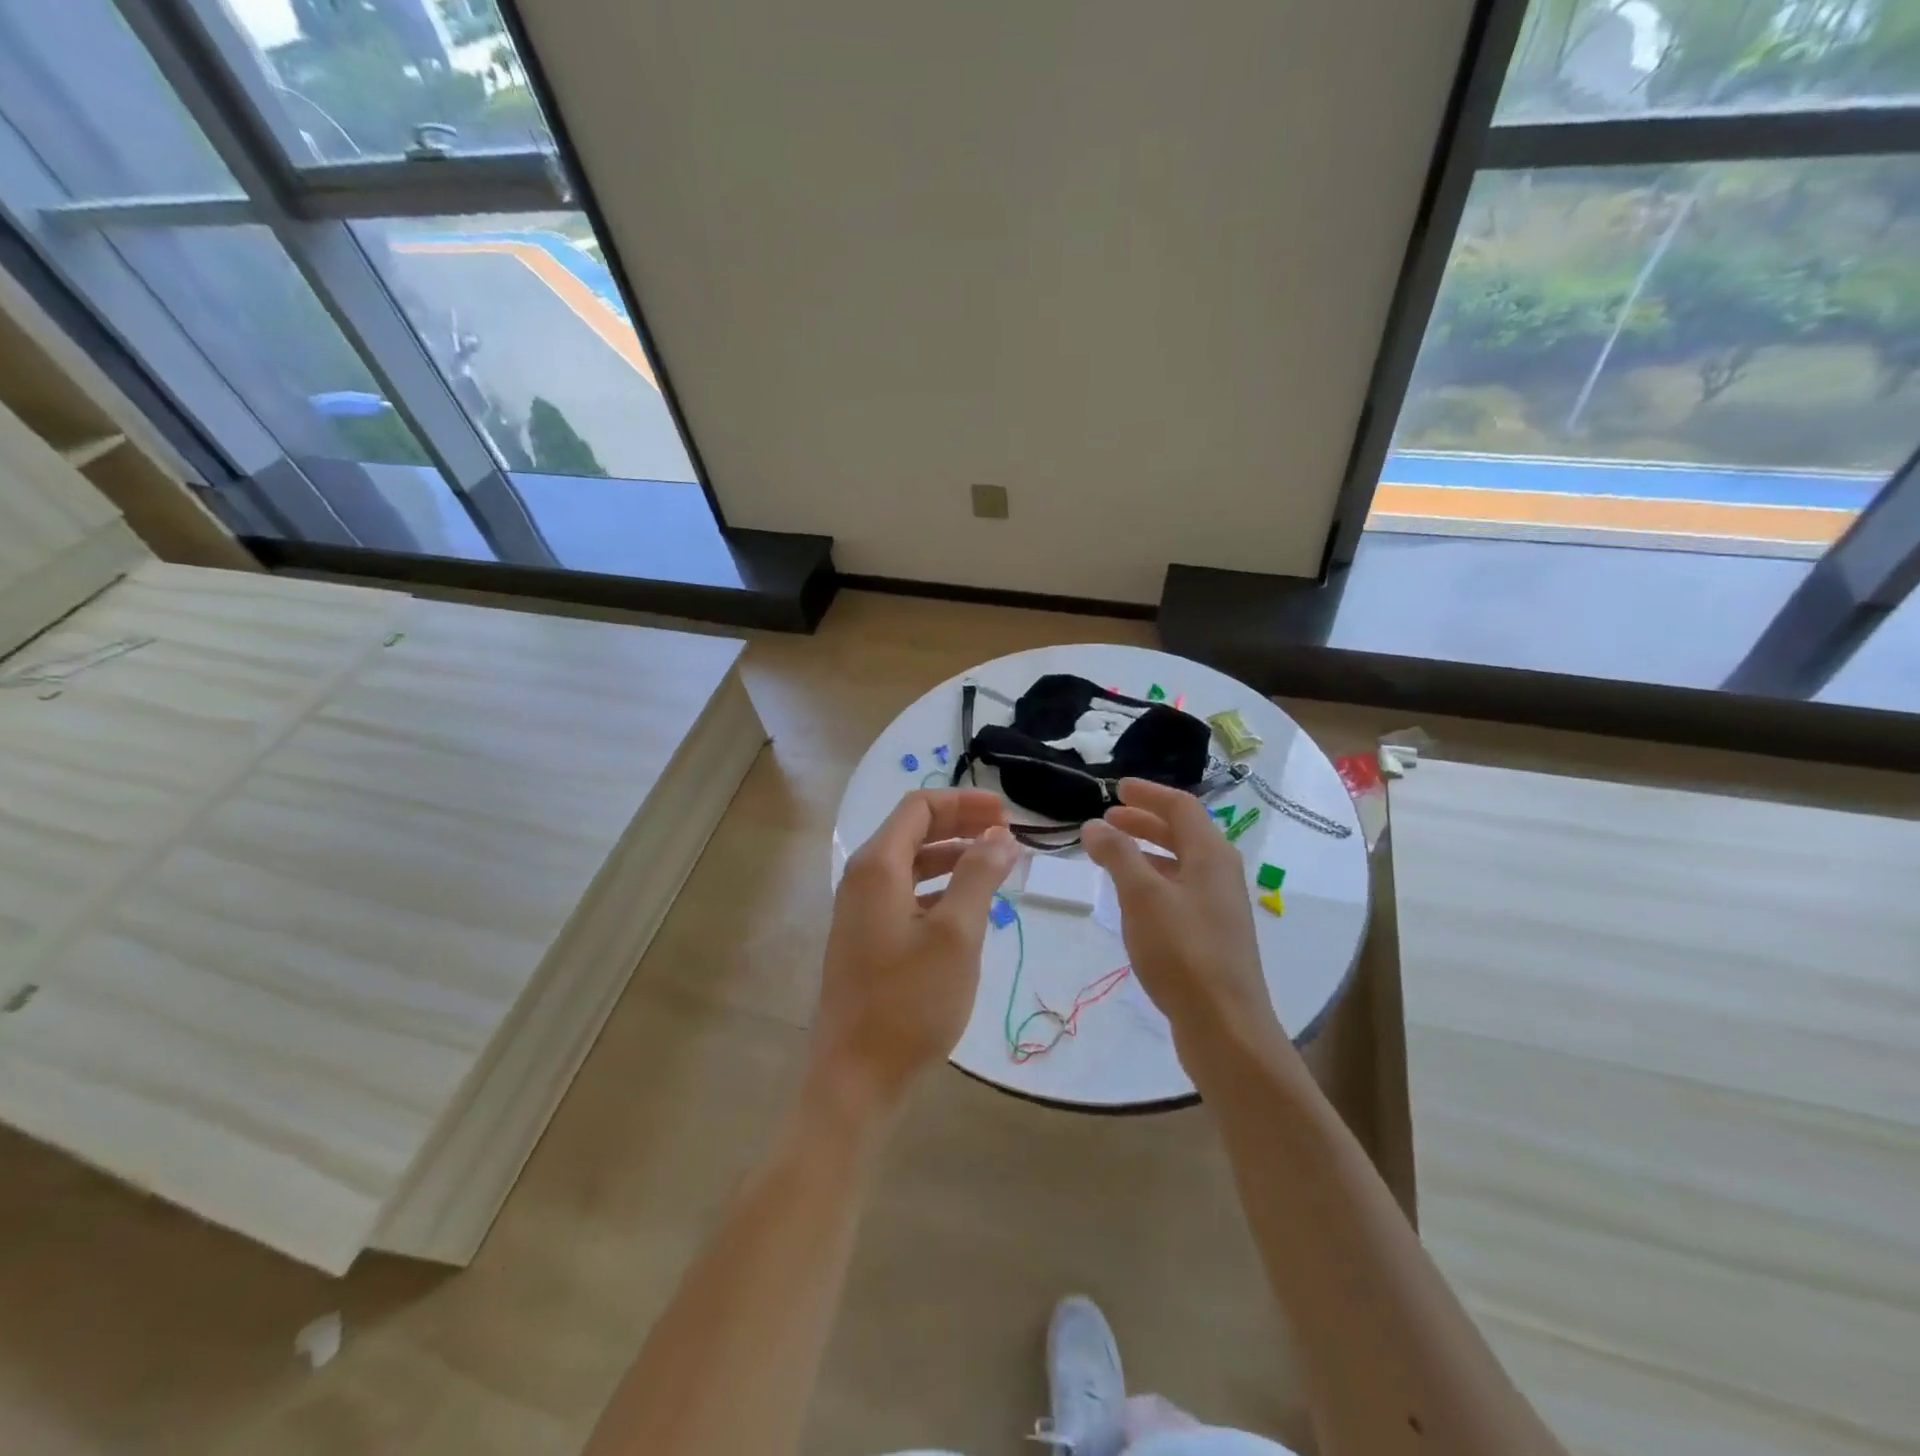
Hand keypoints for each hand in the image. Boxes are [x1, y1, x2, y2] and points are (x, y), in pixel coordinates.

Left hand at [812, 790, 1020, 1112]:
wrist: (857, 1078)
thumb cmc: (910, 1002)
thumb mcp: (956, 935)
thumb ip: (979, 876)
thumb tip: (1000, 835)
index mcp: (877, 866)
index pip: (918, 807)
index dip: (963, 802)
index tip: (1005, 812)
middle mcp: (862, 879)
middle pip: (913, 831)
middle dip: (961, 824)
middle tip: (1007, 832)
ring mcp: (861, 911)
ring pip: (911, 864)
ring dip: (953, 856)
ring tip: (997, 864)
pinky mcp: (868, 938)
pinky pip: (907, 894)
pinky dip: (940, 887)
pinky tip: (969, 905)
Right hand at [1082, 779, 1284, 1049]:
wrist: (1224, 1026)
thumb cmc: (1182, 951)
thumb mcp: (1142, 896)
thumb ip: (1118, 855)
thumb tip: (1094, 825)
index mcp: (1211, 855)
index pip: (1181, 807)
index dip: (1148, 794)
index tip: (1116, 788)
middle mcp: (1220, 873)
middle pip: (1182, 833)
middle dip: (1144, 822)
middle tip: (1107, 819)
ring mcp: (1219, 906)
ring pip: (1180, 863)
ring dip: (1146, 852)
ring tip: (1112, 855)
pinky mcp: (1212, 935)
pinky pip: (1179, 891)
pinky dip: (1153, 881)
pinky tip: (1132, 899)